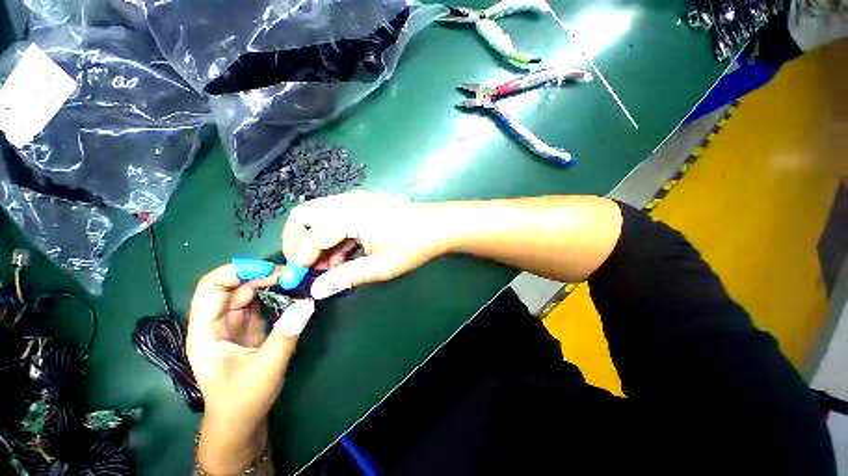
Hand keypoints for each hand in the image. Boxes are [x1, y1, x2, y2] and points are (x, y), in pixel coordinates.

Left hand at [187, 264, 314, 473]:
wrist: (241, 421)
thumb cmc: (243, 399)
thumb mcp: (266, 368)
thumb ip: (286, 334)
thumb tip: (308, 303)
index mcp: (206, 331)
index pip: (211, 287)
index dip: (237, 271)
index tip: (270, 269)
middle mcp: (217, 322)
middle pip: (234, 285)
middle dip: (261, 273)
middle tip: (292, 274)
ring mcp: (233, 323)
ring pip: (248, 290)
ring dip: (270, 281)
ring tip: (295, 279)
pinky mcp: (249, 326)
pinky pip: (260, 301)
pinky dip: (276, 292)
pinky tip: (292, 291)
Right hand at [282, 191, 444, 298]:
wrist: (438, 226)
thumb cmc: (412, 245)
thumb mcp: (380, 266)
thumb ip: (346, 277)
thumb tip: (317, 291)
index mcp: (348, 215)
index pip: (311, 238)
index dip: (300, 261)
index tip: (295, 281)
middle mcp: (346, 201)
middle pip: (304, 215)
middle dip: (296, 241)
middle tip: (303, 266)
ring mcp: (355, 199)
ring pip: (318, 215)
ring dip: (315, 239)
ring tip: (327, 265)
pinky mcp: (363, 203)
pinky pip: (335, 216)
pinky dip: (331, 234)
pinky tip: (342, 254)